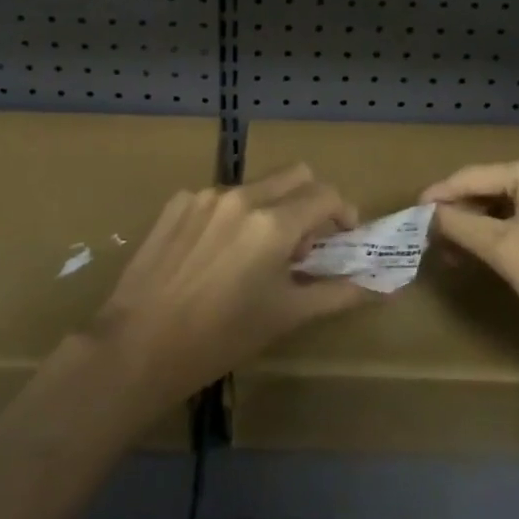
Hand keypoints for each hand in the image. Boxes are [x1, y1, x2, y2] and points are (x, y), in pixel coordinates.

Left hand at [88, 164, 374, 408]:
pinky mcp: (177, 202)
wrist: (139, 345)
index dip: (344, 213)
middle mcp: (242, 196)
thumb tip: (380, 287)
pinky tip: (217, 255)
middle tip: (306, 240)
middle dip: (311, 200)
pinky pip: (220, 197)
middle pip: (295, 174)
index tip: (344, 237)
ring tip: (257, 255)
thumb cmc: (220, 338)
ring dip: (271, 209)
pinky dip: (233, 216)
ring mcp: (205, 195)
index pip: (326, 195)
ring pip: (257, 186)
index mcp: (272, 223)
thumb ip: (336, 293)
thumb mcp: (285, 316)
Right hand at [423, 149, 518, 360]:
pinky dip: (508, 226)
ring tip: (455, 248)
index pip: (474, 176)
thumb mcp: (506, 253)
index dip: (440, 195)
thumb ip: (463, 226)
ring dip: (483, 221)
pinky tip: (487, 247)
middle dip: (462, 212)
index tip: (411, 212)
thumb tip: (429, 214)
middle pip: (493, 184)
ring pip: (511, 198)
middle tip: (432, 237)